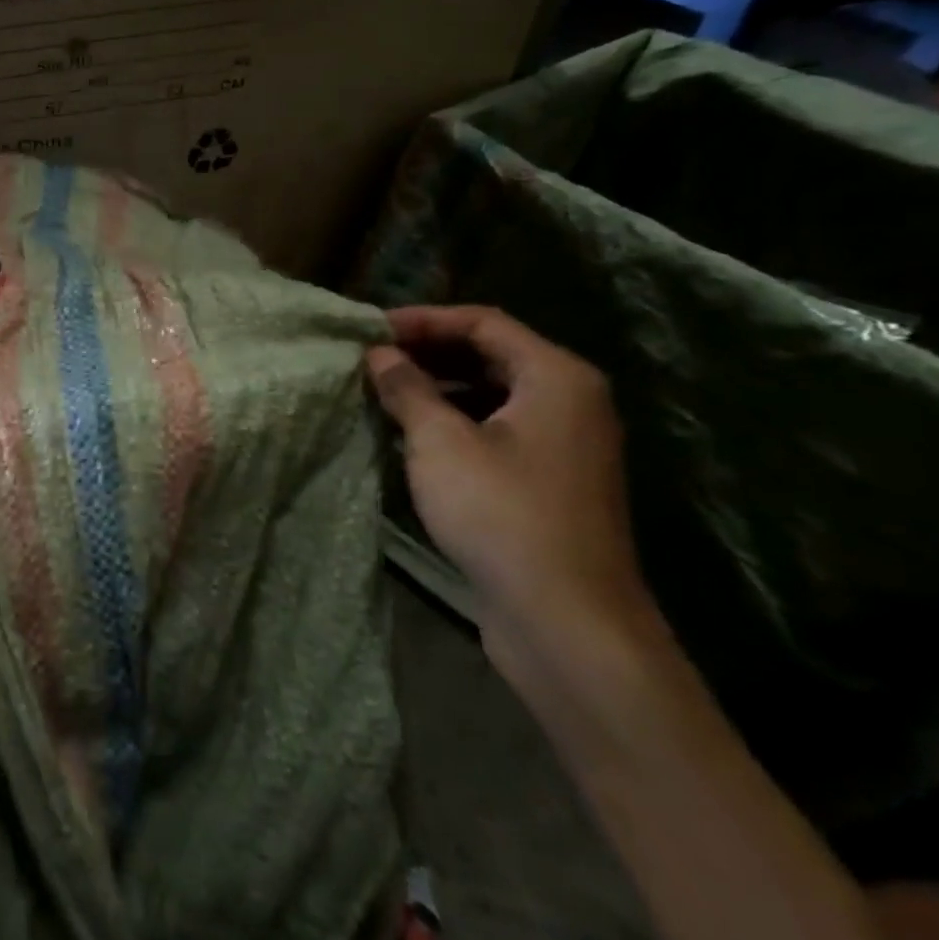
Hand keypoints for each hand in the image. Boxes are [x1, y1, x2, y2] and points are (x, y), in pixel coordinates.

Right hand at [364, 306, 658, 664]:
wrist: (565, 619)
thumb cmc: (500, 512)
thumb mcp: (440, 441)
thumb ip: (407, 388)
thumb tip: (379, 354)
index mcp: (556, 377)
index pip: (483, 322)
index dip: (422, 320)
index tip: (369, 329)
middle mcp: (569, 402)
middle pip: (490, 354)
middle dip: (428, 352)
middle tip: (370, 358)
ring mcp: (563, 444)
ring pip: (491, 394)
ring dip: (436, 388)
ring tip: (381, 392)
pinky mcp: (549, 481)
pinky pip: (496, 429)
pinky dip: (453, 421)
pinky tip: (410, 435)